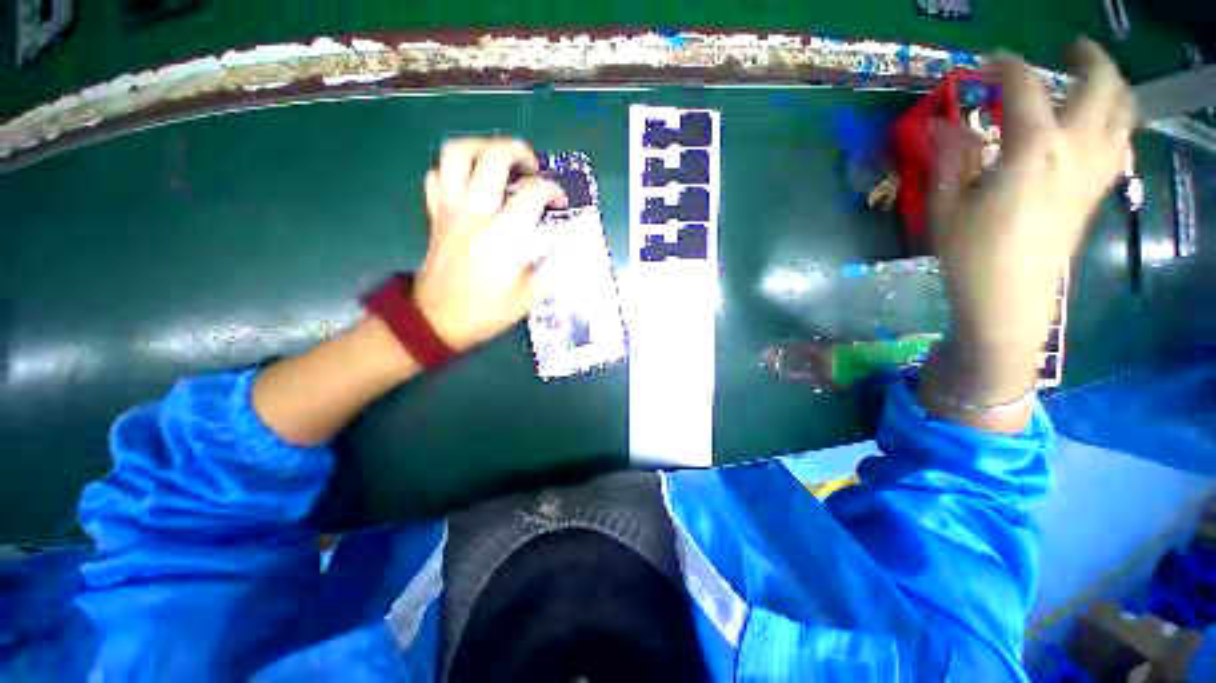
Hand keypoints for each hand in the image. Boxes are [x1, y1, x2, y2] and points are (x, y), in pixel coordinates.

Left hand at [413, 138, 566, 352]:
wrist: (437, 321)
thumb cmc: (487, 312)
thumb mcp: (529, 296)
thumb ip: (552, 266)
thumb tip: (566, 241)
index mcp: (503, 237)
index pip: (532, 193)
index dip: (553, 190)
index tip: (560, 203)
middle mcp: (475, 214)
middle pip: (493, 158)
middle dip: (518, 152)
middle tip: (532, 166)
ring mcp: (450, 210)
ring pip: (456, 153)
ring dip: (482, 147)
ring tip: (500, 160)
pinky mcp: (435, 214)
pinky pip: (437, 175)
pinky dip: (454, 169)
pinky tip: (470, 182)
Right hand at [922, 40, 1136, 429]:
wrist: (1010, 301)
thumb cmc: (971, 255)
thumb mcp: (946, 207)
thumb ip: (951, 159)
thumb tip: (946, 126)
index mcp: (1034, 149)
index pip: (1025, 87)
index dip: (1005, 66)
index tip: (988, 61)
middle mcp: (1076, 149)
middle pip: (1102, 85)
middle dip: (1088, 57)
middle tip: (1068, 50)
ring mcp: (1094, 171)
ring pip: (1124, 112)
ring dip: (1111, 87)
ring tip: (1089, 82)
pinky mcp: (1097, 192)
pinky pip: (1119, 143)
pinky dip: (1112, 122)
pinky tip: (1093, 128)